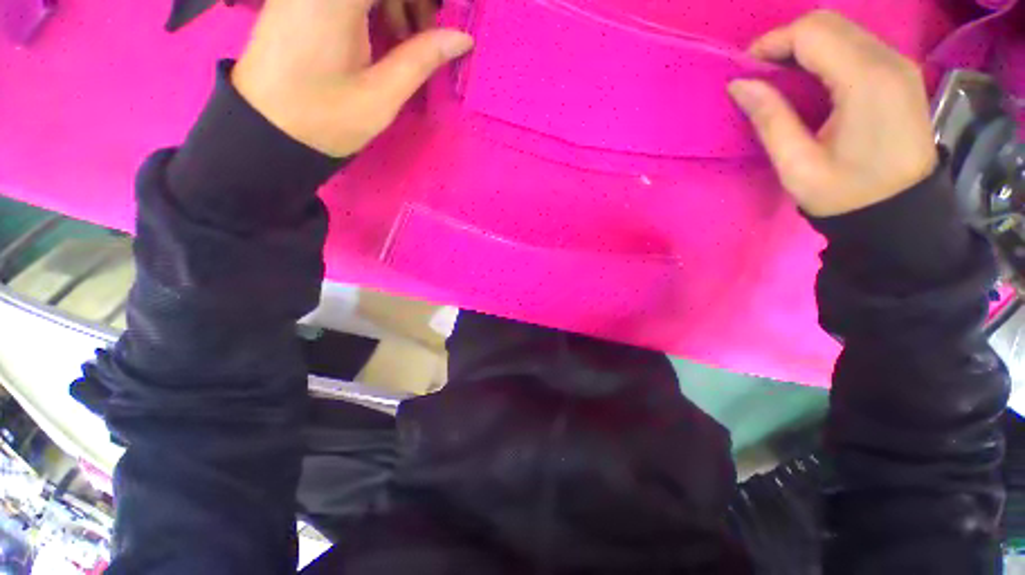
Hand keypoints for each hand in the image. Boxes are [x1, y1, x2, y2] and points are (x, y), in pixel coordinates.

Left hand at [232, 0, 472, 157]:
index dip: (426, 2)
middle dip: (415, 2)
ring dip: (398, 1)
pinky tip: (386, 31)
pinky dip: (377, 4)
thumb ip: (421, 58)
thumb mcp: (381, 95)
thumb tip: (462, 37)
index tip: (444, 23)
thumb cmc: (326, 118)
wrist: (267, 128)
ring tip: (409, 39)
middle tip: (430, 34)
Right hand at [728, 11, 936, 216]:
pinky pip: (856, 44)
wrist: (902, 213)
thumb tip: (739, 85)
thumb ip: (770, 119)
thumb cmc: (847, 196)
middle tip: (758, 75)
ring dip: (804, 46)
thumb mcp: (797, 166)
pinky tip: (808, 80)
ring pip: (842, 29)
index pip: (812, 33)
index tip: (745, 71)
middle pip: (828, 22)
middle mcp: (888, 60)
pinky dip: (825, 53)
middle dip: (786, 41)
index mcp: (866, 82)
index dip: (772, 43)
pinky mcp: (900, 72)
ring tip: (778, 79)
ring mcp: (899, 64)